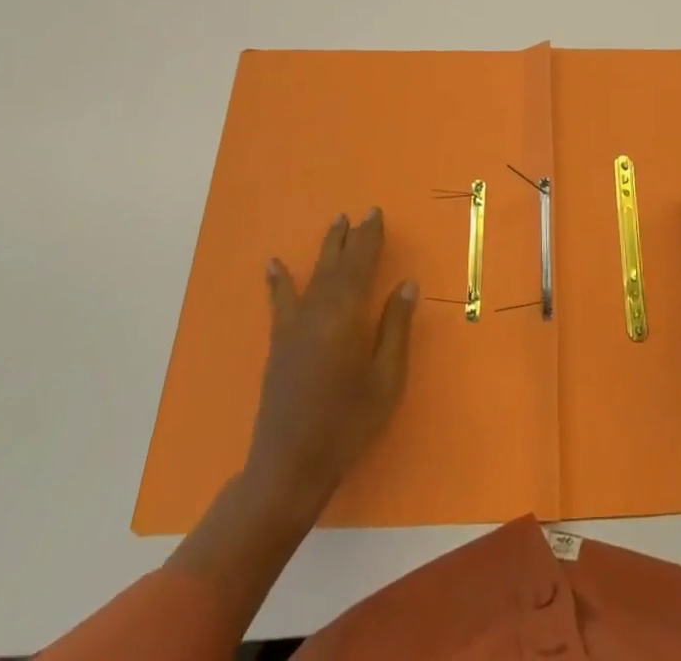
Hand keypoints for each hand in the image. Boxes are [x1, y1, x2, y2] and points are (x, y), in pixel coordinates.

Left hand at [242, 208, 417, 522]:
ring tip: (335, 223)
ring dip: (326, 249)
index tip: (376, 214)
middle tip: (361, 213)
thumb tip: (406, 284)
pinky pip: (281, 302)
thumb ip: (395, 328)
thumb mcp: (386, 379)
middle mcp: (319, 311)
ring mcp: (295, 326)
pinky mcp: (279, 343)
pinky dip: (279, 281)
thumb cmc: (347, 424)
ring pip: (314, 275)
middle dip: (351, 237)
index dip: (370, 238)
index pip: (362, 264)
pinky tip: (273, 264)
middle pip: (338, 265)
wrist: (289, 467)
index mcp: (347, 316)